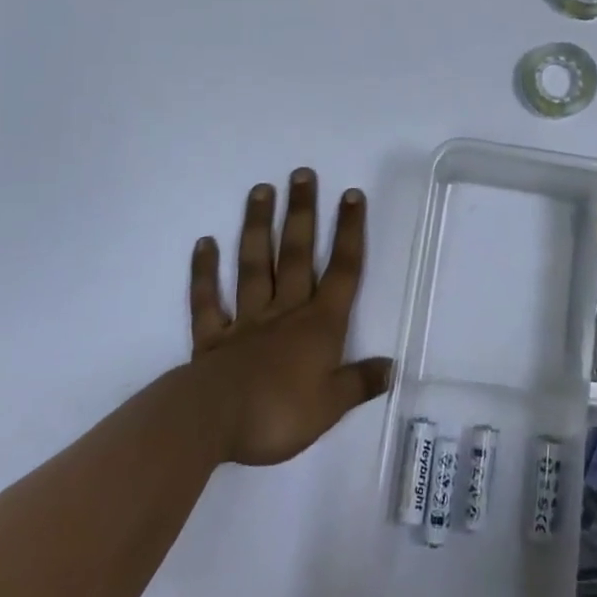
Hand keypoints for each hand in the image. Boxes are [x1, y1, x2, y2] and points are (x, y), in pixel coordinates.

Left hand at [187, 168, 392, 466]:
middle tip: (301, 173)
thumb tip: (392, 367)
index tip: (351, 194)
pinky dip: (204, 273)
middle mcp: (285, 311)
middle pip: (297, 255)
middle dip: (303, 213)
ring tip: (260, 190)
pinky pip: (207, 301)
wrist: (213, 423)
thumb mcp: (331, 406)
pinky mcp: (212, 338)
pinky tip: (204, 243)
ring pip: (255, 265)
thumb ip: (360, 382)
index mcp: (319, 324)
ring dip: (258, 227)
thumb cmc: (280, 413)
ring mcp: (246, 321)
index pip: (342, 270)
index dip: (349, 232)